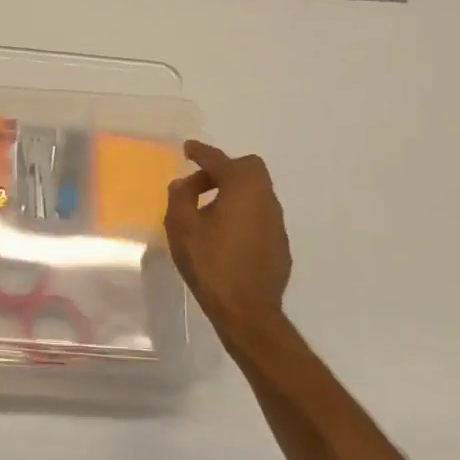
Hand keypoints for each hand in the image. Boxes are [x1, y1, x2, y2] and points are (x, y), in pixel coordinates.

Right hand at [164, 140, 292, 332]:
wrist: (246, 310)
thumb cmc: (210, 263)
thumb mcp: (181, 226)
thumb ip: (180, 197)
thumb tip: (184, 183)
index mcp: (242, 187)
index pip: (220, 160)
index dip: (201, 152)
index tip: (187, 149)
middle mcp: (265, 198)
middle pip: (248, 169)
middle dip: (223, 170)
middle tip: (199, 184)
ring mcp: (277, 222)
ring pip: (255, 193)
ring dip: (232, 194)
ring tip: (208, 212)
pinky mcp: (279, 244)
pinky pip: (259, 217)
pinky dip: (242, 215)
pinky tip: (225, 236)